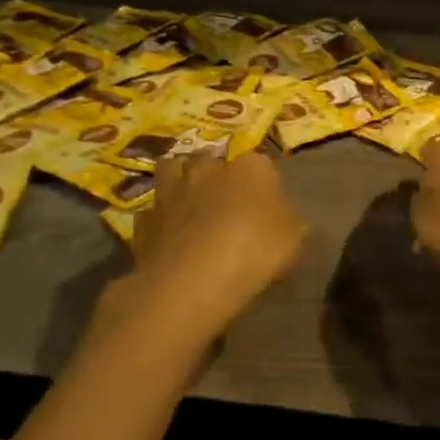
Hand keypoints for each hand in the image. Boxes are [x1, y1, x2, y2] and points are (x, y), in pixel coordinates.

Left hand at [93, 153, 307, 366]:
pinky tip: (168, 234)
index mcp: (251, 167)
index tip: (266, 202)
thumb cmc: (256, 250)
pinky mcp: (144, 220)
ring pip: (171, 170)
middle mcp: (208, 169)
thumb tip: (288, 220)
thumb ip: (290, 223)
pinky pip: (152, 211)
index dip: (262, 181)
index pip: (259, 162)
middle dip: (215, 172)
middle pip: (210, 159)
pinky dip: (160, 218)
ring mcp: (171, 192)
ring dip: (179, 180)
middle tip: (225, 198)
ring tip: (190, 202)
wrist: (193, 280)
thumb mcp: (295, 239)